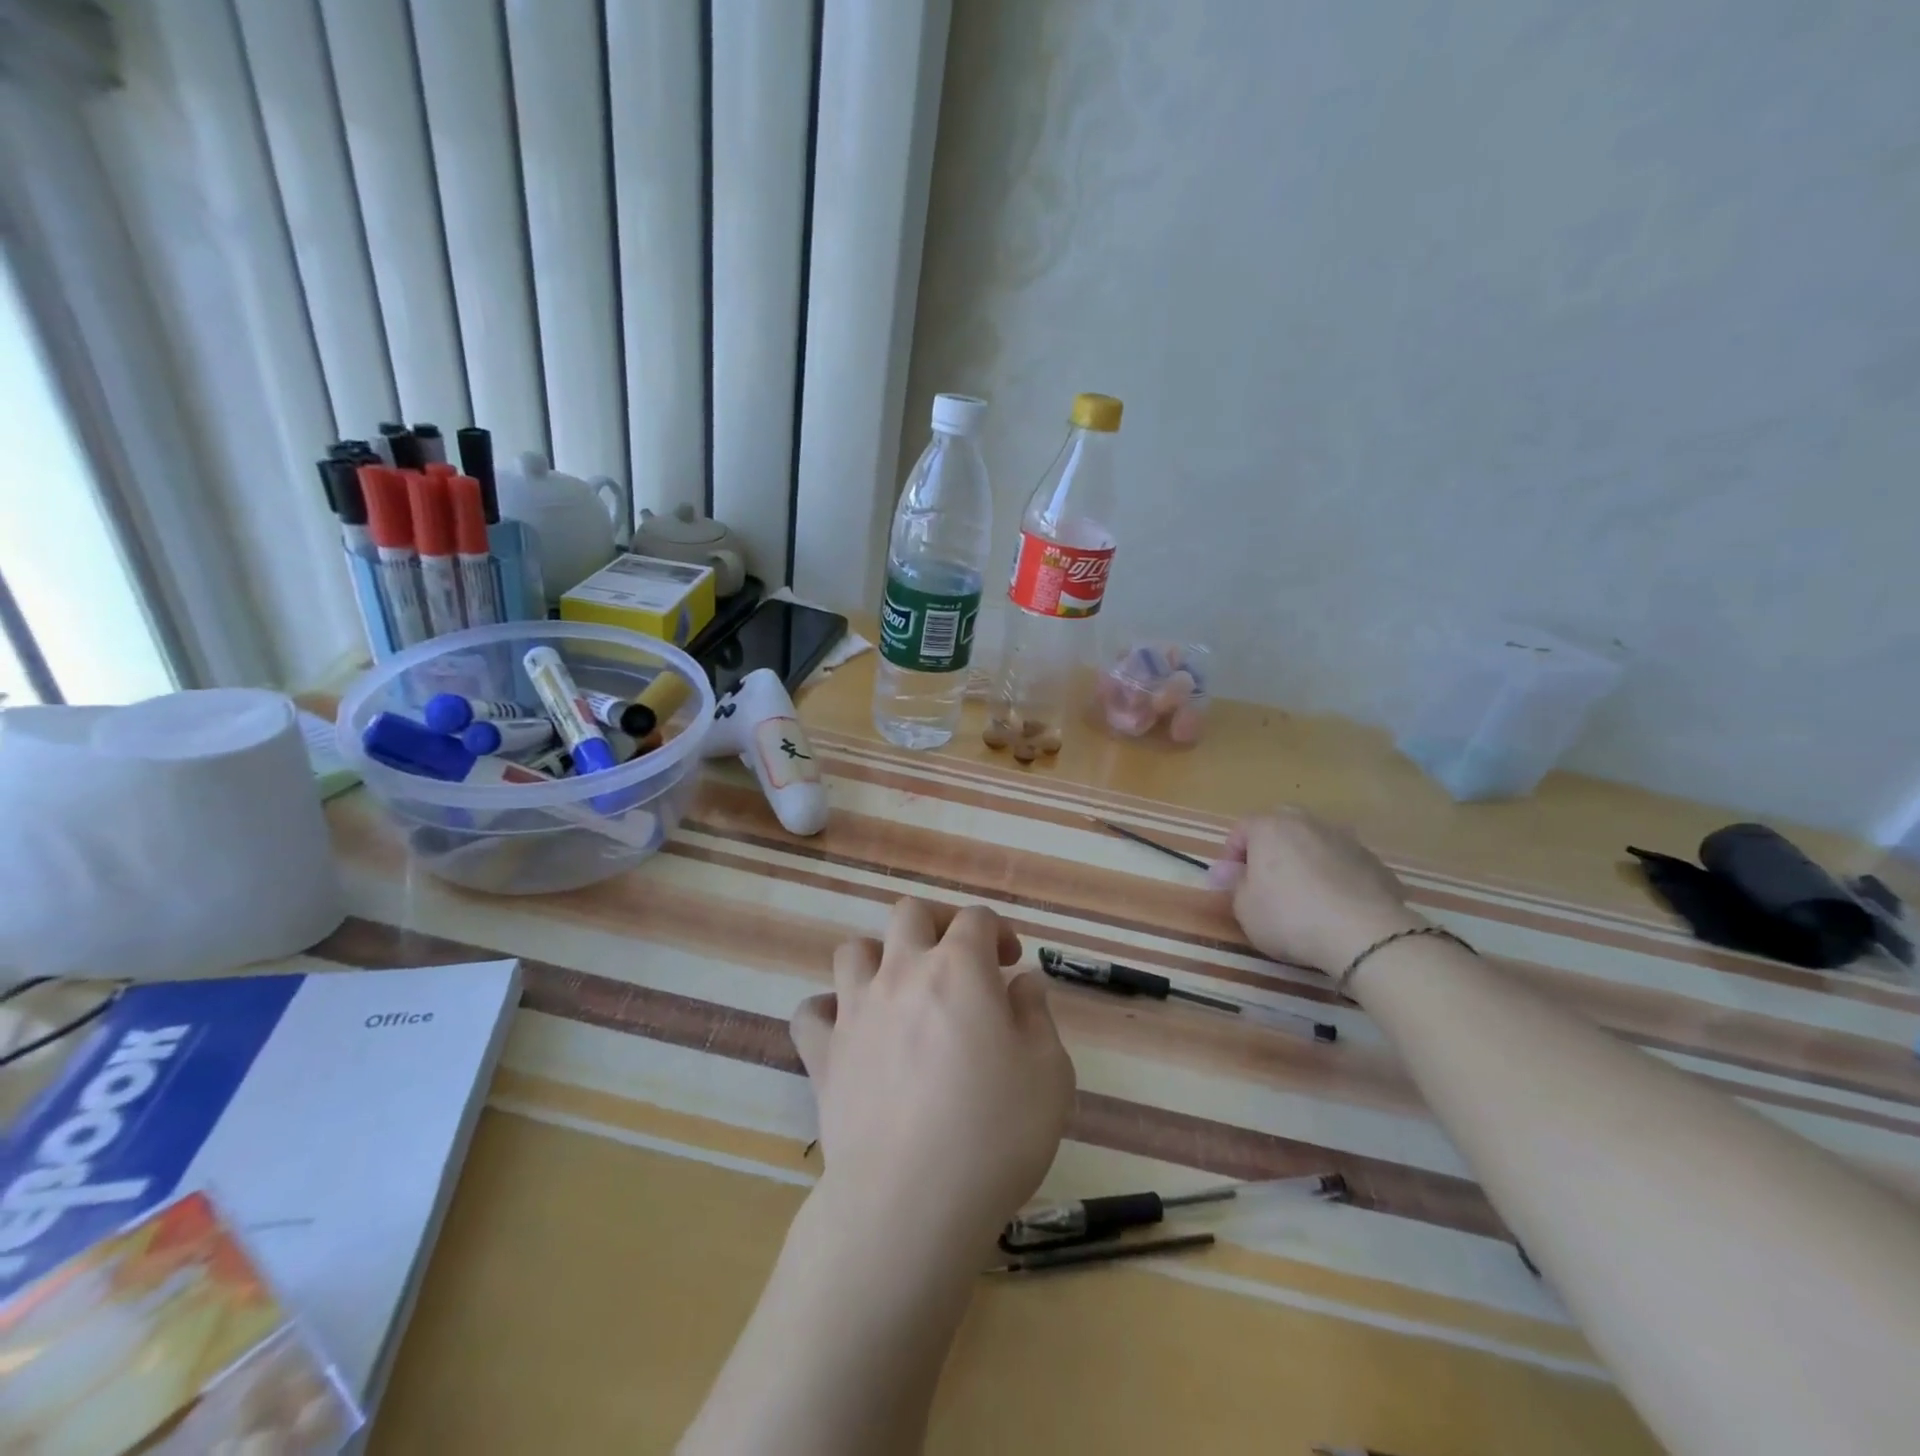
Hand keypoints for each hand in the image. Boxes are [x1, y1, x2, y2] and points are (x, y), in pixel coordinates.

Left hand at [790, 900, 1075, 1249]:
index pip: (975, 918)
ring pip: (853, 950)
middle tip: (957, 961)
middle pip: (909, 914)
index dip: (997, 931)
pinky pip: (811, 1012)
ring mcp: (855, 1010)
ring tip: (900, 991)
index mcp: (959, 968)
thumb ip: (1037, 1016)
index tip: (1009, 964)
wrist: (911, 1199)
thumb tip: (1022, 984)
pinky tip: (850, 1032)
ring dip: (879, 958)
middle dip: (937, 924)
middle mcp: (902, 972)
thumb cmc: (994, 1133)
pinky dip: (828, 1012)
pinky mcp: (824, 1054)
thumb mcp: (1049, 1074)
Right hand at [1209, 808, 1424, 973]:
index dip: (1231, 855)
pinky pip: (1344, 864)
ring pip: (1315, 843)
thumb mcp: (1244, 907)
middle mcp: (1308, 823)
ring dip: (1305, 861)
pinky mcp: (1375, 863)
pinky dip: (1336, 877)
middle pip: (1281, 827)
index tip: (1231, 882)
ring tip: (1305, 896)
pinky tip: (1336, 907)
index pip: (1241, 829)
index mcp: (1270, 827)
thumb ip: (1233, 884)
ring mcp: (1346, 840)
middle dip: (1270, 849)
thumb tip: (1225, 871)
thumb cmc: (1289, 916)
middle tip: (1266, 882)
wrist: (1364, 934)